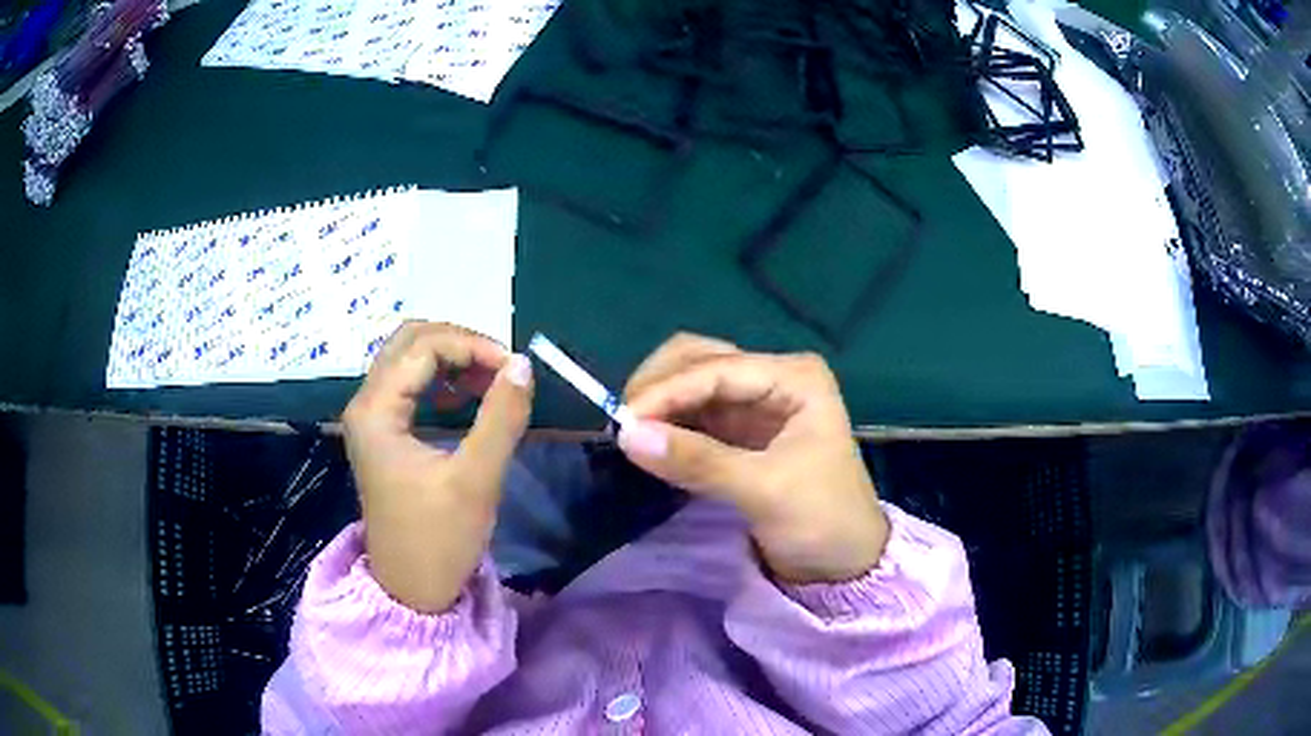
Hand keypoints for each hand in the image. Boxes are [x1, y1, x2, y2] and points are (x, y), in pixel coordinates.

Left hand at [342, 321, 532, 612]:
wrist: (411, 590)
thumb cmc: (439, 540)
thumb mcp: (476, 480)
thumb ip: (502, 418)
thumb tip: (523, 364)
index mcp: (376, 411)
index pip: (423, 346)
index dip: (472, 346)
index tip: (515, 369)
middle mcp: (366, 404)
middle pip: (410, 341)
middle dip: (460, 344)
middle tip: (501, 368)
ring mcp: (371, 418)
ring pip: (408, 359)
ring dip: (450, 359)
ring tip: (489, 381)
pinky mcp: (382, 433)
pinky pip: (408, 384)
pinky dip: (439, 379)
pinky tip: (465, 399)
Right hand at [617, 334, 887, 584]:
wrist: (844, 562)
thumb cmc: (822, 520)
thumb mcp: (765, 491)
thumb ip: (698, 461)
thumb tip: (626, 435)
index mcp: (795, 377)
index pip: (718, 368)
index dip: (667, 390)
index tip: (623, 420)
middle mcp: (773, 377)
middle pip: (700, 359)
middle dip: (659, 386)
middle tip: (624, 424)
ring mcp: (755, 402)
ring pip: (691, 382)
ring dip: (658, 402)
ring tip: (629, 434)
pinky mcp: (739, 430)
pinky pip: (693, 413)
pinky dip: (668, 423)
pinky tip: (648, 442)